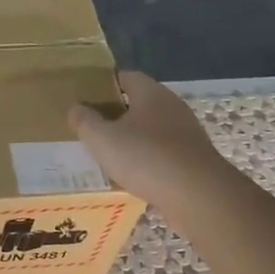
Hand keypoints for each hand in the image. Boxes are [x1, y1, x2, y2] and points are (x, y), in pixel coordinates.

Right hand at [70, 72, 233, 215]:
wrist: (199, 196)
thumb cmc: (146, 158)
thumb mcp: (102, 139)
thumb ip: (84, 121)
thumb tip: (75, 107)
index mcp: (151, 93)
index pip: (126, 77)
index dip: (105, 84)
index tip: (86, 97)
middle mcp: (172, 107)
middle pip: (139, 103)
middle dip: (117, 113)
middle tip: (92, 127)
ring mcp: (187, 134)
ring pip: (152, 129)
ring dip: (133, 139)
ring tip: (109, 154)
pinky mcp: (194, 159)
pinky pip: (163, 153)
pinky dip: (148, 160)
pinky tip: (133, 175)